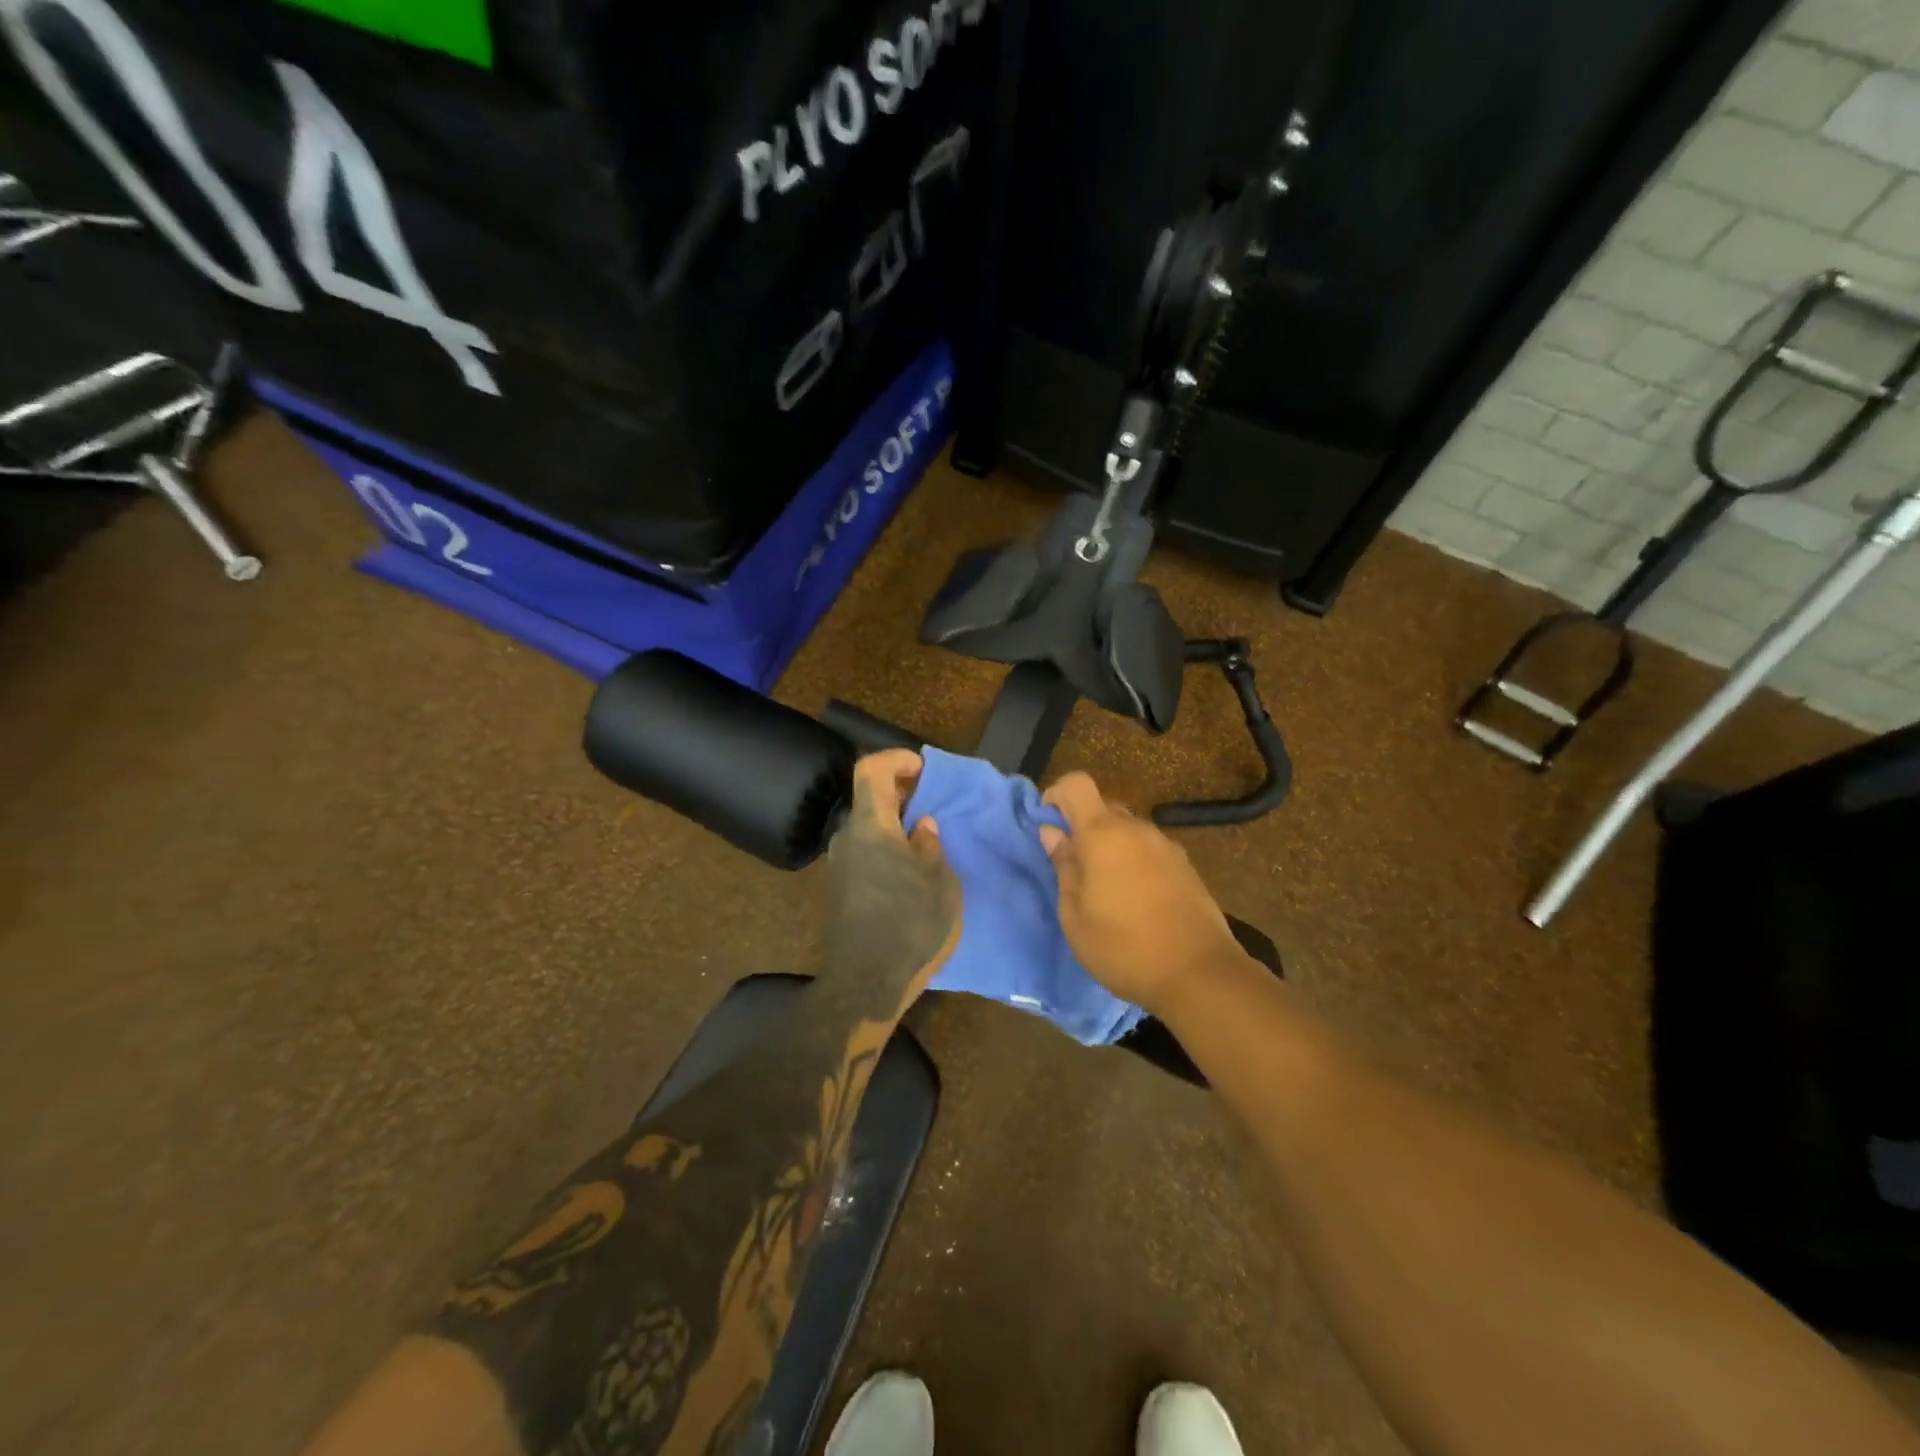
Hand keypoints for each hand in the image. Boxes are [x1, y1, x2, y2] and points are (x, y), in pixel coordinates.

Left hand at [821, 750, 961, 1001]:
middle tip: (933, 807)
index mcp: (871, 828)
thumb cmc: (911, 927)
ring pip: (866, 829)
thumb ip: (930, 846)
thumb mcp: (940, 884)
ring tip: (926, 843)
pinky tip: (909, 874)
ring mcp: (838, 867)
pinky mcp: (838, 891)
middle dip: (901, 795)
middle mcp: (847, 839)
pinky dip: (885, 849)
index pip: (870, 770)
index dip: (895, 759)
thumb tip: (921, 826)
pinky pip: (863, 854)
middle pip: (868, 800)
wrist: (865, 986)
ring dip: (894, 826)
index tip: (923, 770)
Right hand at [1040, 771, 1245, 1016]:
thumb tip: (1053, 834)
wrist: (1200, 974)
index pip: (1076, 784)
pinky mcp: (1185, 865)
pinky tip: (1136, 901)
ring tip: (1106, 892)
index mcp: (1103, 834)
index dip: (1056, 796)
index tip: (1048, 829)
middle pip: (1102, 808)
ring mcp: (1165, 845)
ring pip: (1126, 830)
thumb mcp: (1074, 916)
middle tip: (1074, 870)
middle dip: (1082, 829)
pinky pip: (1148, 850)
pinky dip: (1133, 862)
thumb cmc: (1124, 948)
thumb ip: (1063, 867)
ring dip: (1109, 848)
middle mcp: (1136, 829)